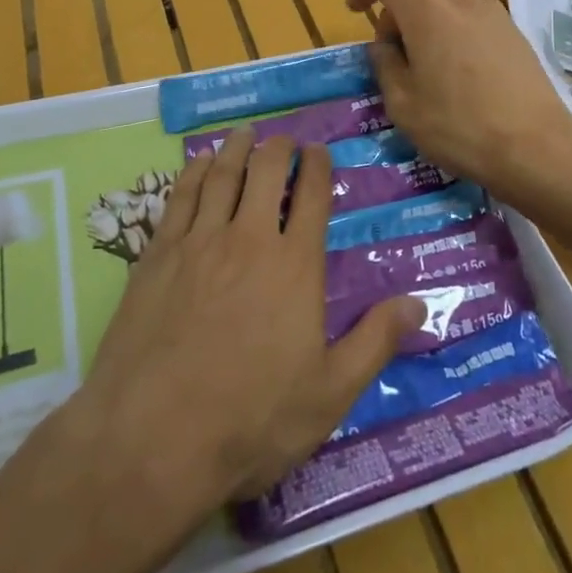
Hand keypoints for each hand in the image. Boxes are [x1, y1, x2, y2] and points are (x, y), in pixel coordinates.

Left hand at [78, 128, 422, 504]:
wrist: (153, 438)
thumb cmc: (251, 420)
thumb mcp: (328, 394)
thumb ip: (375, 342)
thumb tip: (419, 302)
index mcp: (295, 266)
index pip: (313, 197)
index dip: (318, 166)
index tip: (319, 151)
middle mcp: (249, 239)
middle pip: (266, 173)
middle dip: (279, 148)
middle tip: (284, 139)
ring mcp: (199, 242)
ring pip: (222, 176)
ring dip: (237, 149)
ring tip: (245, 134)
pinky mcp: (158, 254)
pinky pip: (180, 197)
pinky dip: (193, 173)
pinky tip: (198, 164)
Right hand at [346, 0, 571, 205]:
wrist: (536, 146)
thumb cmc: (459, 126)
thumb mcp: (403, 104)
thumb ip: (385, 64)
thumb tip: (385, 46)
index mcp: (425, 11)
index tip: (354, 10)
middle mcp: (459, 0)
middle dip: (395, 7)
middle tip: (392, 50)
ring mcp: (492, 13)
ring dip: (426, 19)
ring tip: (427, 66)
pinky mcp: (513, 31)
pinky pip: (471, 16)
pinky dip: (453, 29)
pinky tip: (460, 72)